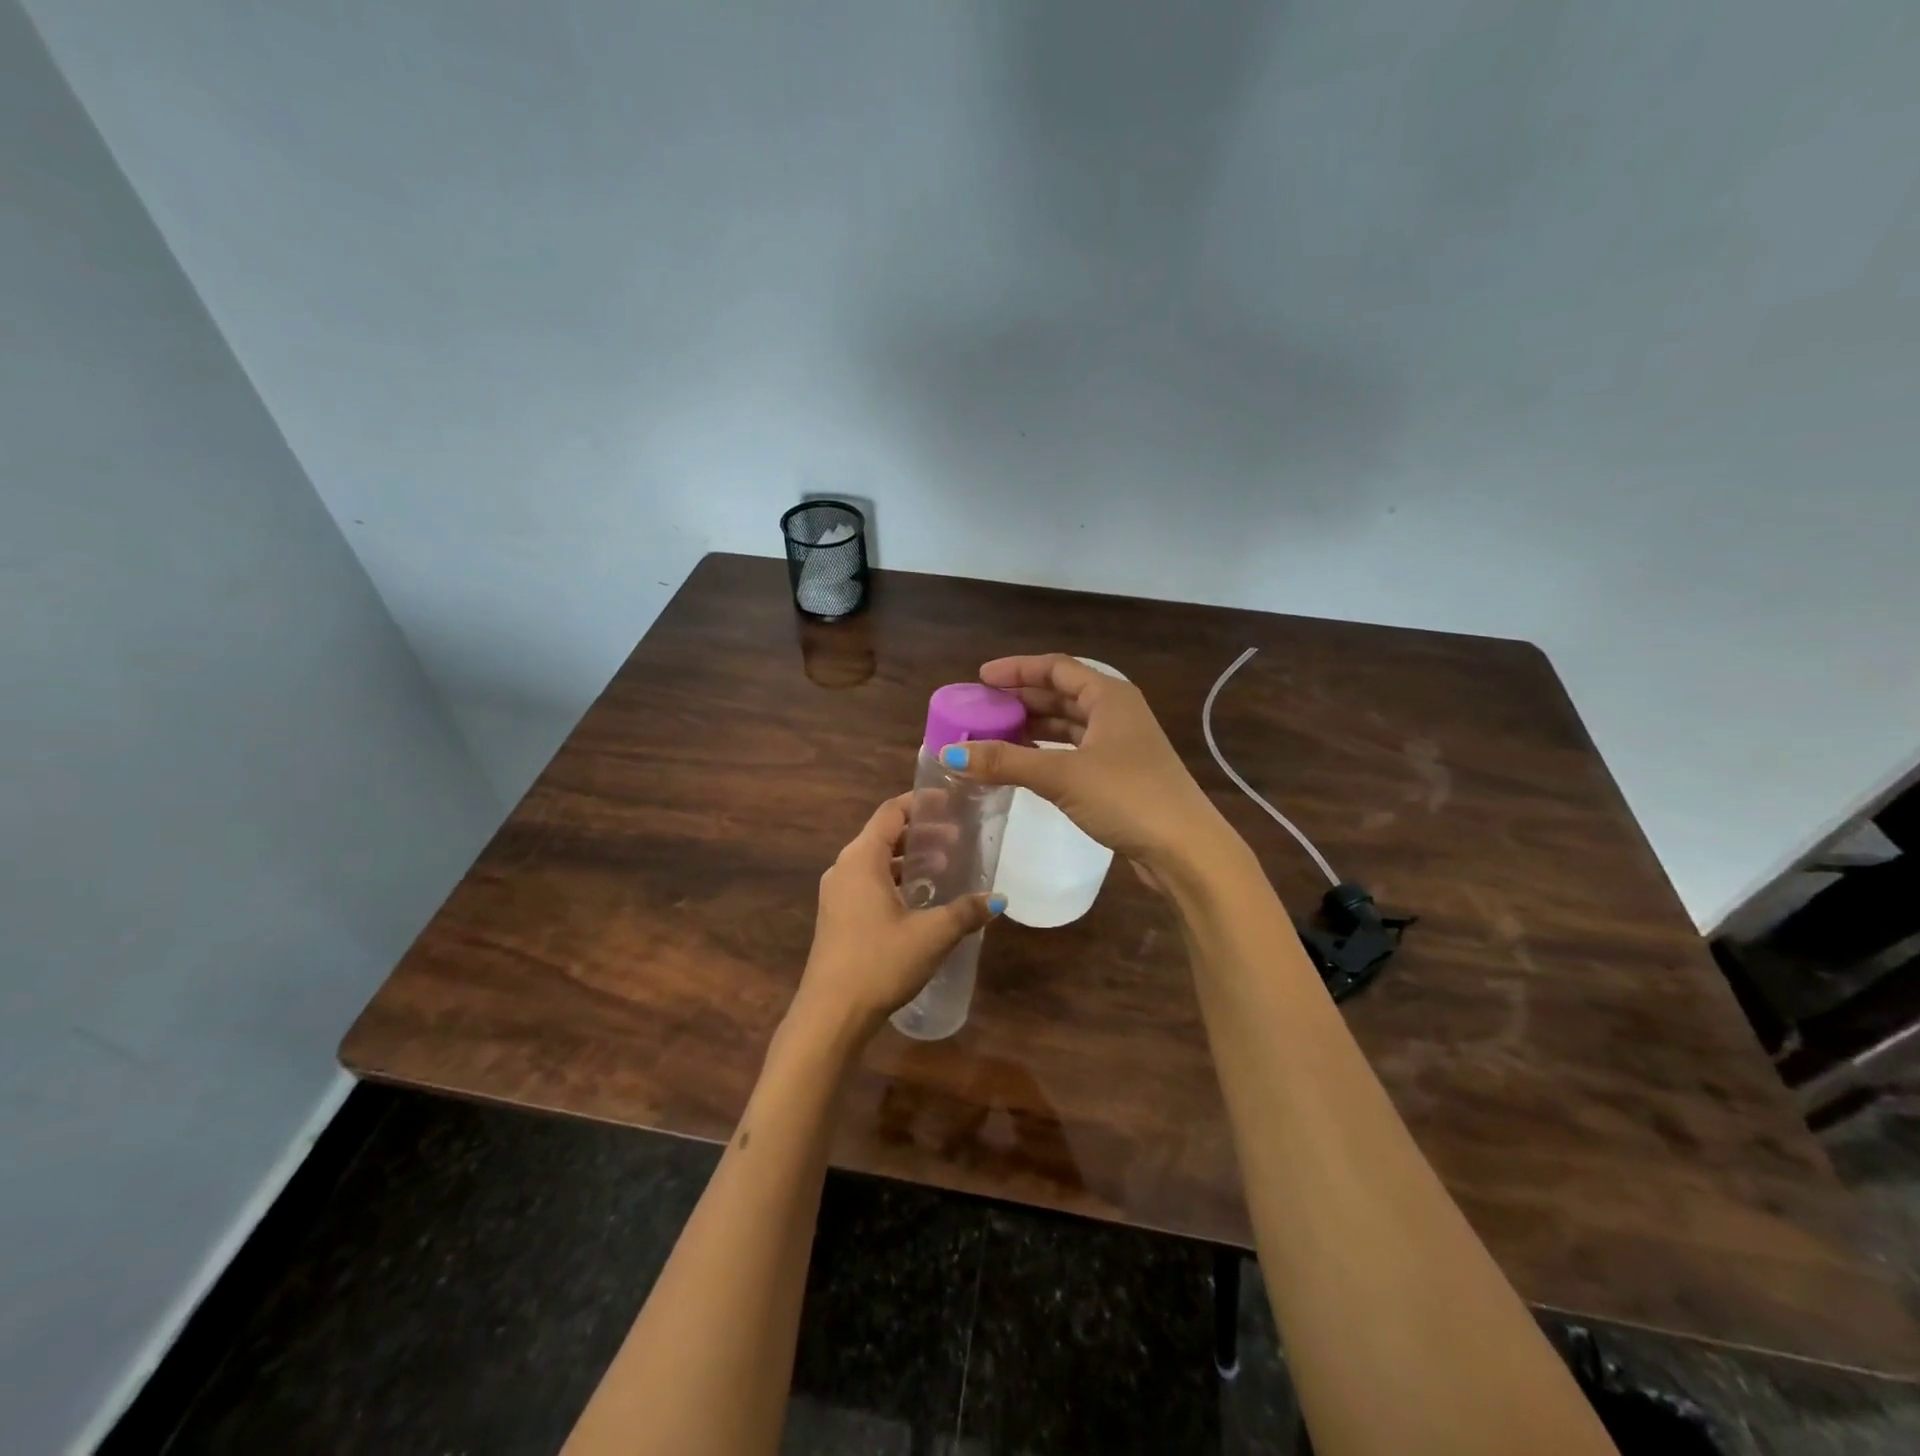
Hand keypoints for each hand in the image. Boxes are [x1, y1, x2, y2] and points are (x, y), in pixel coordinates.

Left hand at [791, 794, 1003, 1036]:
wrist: (831, 1014)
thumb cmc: (880, 962)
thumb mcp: (931, 935)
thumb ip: (965, 912)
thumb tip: (998, 899)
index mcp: (861, 859)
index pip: (891, 812)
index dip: (920, 802)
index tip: (950, 802)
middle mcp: (843, 868)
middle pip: (883, 834)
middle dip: (920, 833)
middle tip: (957, 839)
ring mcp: (836, 893)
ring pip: (876, 861)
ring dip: (908, 859)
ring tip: (943, 867)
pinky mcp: (837, 916)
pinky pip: (868, 882)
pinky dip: (894, 879)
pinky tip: (919, 899)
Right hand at [940, 654, 1233, 873]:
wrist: (1185, 849)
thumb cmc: (1128, 797)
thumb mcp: (1062, 775)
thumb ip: (1006, 762)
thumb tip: (950, 753)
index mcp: (1109, 696)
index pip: (1056, 669)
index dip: (1017, 670)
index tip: (981, 678)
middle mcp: (1117, 713)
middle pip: (1061, 696)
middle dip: (1021, 701)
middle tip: (982, 710)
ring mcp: (1121, 745)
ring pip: (1068, 726)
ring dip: (1033, 729)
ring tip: (994, 736)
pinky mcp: (1120, 775)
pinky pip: (1074, 752)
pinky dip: (1047, 754)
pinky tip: (1024, 765)